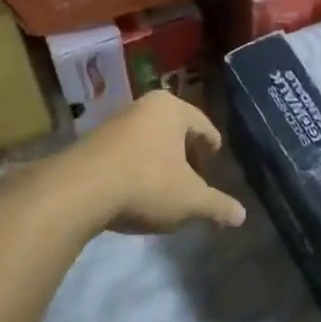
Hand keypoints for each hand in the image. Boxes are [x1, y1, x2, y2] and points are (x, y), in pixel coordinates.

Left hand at [66, 92, 245, 234]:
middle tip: (194, 179)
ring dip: (160, 161)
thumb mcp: (189, 200)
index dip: (212, 149)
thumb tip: (241, 215)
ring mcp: (115, 121)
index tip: (214, 168)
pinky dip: (137, 167)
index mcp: (172, 109)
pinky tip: (136, 191)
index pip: (204, 126)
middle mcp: (144, 106)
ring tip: (166, 188)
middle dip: (186, 155)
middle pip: (176, 130)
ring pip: (150, 140)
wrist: (79, 190)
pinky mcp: (93, 140)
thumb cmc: (146, 184)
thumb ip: (217, 206)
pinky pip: (127, 150)